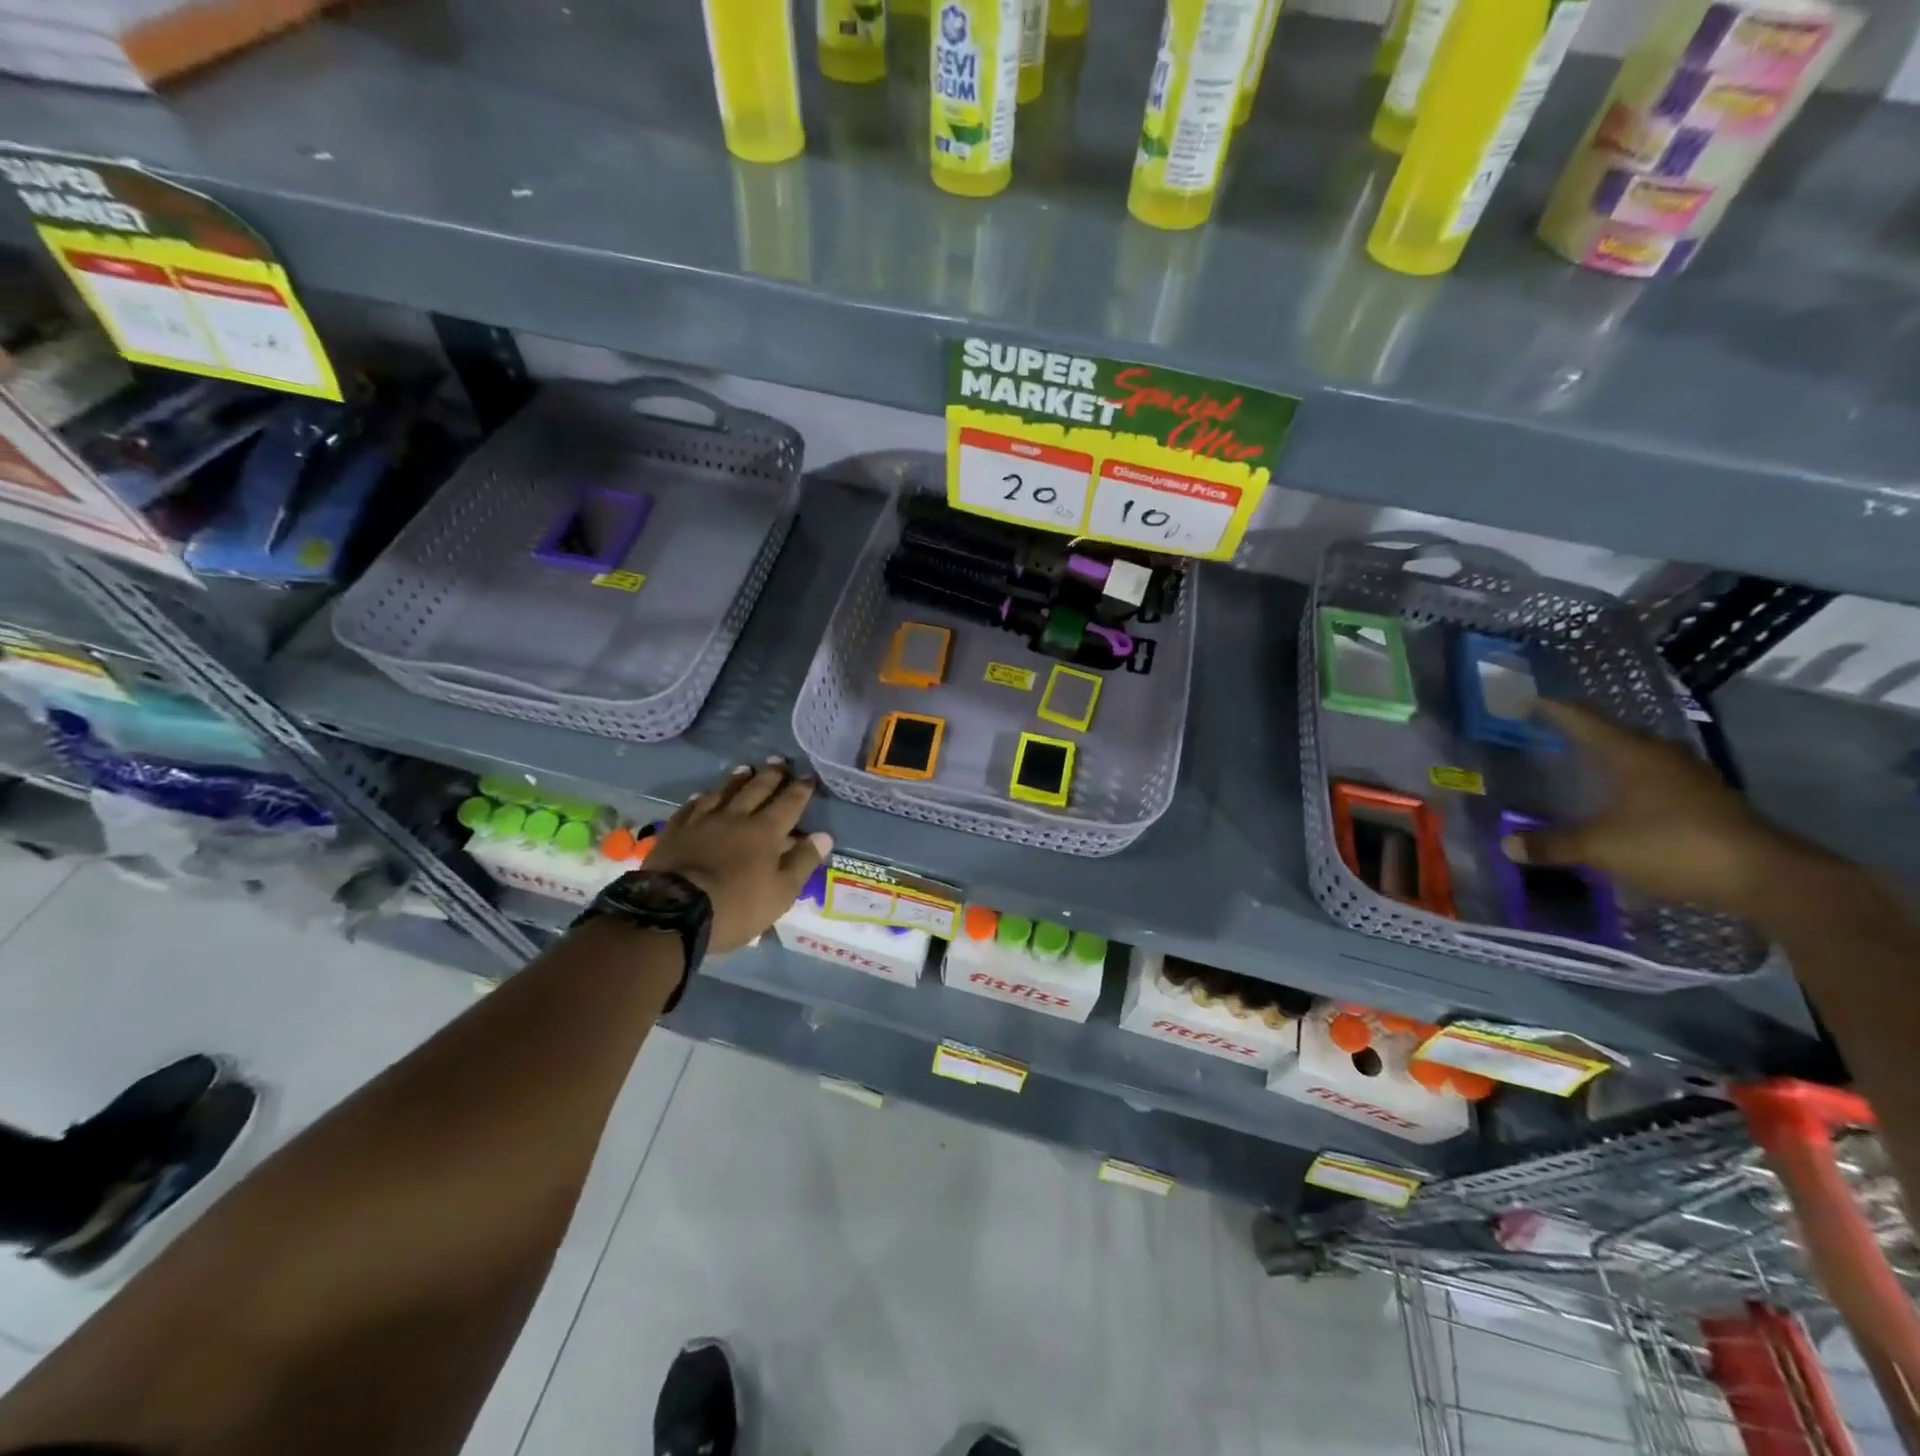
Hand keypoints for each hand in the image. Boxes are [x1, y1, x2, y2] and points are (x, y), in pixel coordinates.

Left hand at [645, 758, 832, 953]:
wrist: (673, 912)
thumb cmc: (736, 906)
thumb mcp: (781, 893)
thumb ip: (803, 862)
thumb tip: (824, 835)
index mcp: (765, 832)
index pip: (789, 803)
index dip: (801, 789)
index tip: (809, 776)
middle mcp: (735, 818)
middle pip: (756, 790)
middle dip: (771, 775)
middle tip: (779, 761)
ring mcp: (702, 822)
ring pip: (723, 792)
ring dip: (737, 780)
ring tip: (745, 768)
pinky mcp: (675, 831)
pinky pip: (690, 807)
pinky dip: (701, 798)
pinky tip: (703, 794)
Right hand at [1503, 702, 1824, 918]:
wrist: (1766, 876)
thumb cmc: (1672, 845)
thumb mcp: (1600, 847)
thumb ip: (1553, 845)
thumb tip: (1508, 845)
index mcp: (1631, 754)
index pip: (1583, 720)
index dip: (1554, 709)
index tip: (1529, 700)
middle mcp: (1661, 755)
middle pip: (1616, 732)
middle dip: (1584, 730)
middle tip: (1552, 731)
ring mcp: (1691, 776)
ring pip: (1642, 754)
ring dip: (1613, 754)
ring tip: (1585, 761)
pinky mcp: (1709, 799)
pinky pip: (1659, 777)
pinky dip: (1634, 779)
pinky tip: (1624, 795)